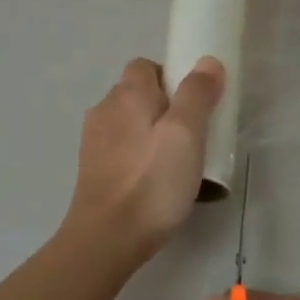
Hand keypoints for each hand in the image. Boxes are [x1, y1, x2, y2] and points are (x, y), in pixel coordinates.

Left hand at [63, 57, 223, 263]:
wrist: (107, 238)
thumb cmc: (152, 182)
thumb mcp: (186, 134)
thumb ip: (197, 94)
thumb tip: (207, 62)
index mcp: (127, 94)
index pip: (146, 66)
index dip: (172, 78)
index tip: (195, 105)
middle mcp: (104, 109)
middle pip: (137, 94)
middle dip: (164, 106)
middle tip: (192, 136)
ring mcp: (94, 141)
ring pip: (129, 123)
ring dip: (151, 133)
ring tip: (174, 162)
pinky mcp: (92, 169)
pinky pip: (121, 149)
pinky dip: (138, 156)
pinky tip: (152, 181)